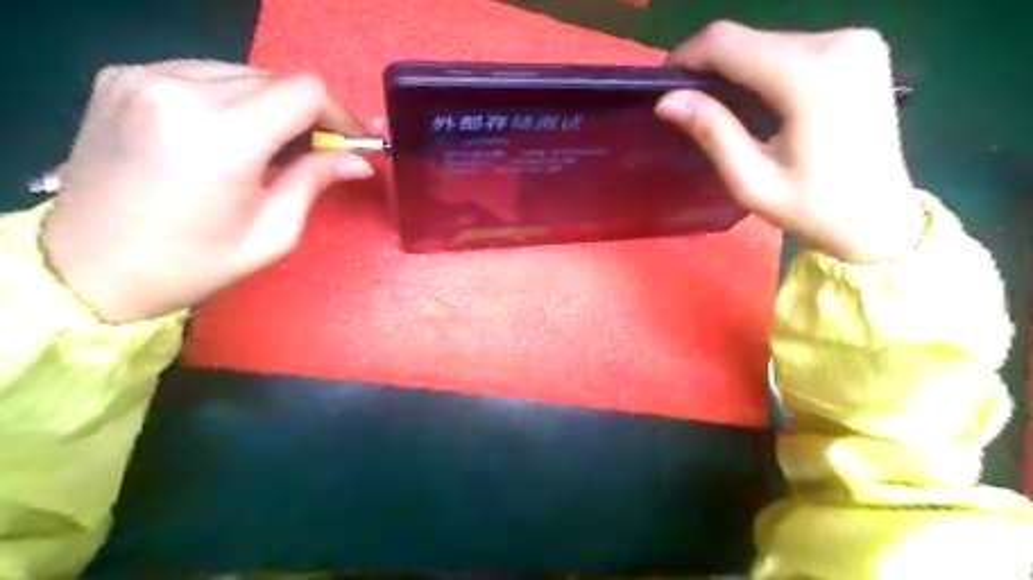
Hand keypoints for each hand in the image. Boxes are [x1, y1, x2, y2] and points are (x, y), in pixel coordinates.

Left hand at [44, 62, 376, 323]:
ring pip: (242, 73)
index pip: (305, 93)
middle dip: (308, 114)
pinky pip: (203, 73)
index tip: (349, 143)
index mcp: (223, 136)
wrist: (88, 267)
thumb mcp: (272, 233)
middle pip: (276, 79)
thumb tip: (359, 160)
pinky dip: (232, 98)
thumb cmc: (192, 263)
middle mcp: (180, 91)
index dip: (339, 114)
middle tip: (316, 153)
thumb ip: (314, 181)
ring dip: (271, 106)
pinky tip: (230, 134)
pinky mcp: (123, 78)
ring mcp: (144, 77)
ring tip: (272, 148)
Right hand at [656, 21, 923, 261]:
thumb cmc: (811, 208)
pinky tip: (756, 98)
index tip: (664, 83)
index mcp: (809, 77)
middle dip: (710, 65)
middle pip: (749, 38)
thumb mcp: (750, 180)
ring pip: (769, 40)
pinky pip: (793, 46)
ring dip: (736, 67)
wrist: (878, 217)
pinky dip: (764, 67)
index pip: (728, 42)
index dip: (687, 56)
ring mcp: (857, 41)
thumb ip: (712, 131)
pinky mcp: (862, 48)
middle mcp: (838, 42)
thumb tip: (666, 100)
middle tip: (687, 102)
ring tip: (718, 105)